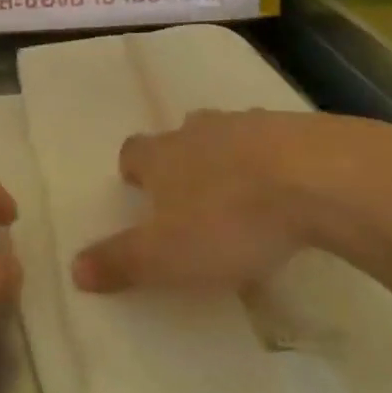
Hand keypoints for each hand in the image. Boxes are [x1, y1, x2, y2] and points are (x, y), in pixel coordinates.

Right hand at [71, 111, 391, 293]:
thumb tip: (73, 268)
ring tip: (243, 191)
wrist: (318, 180)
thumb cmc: (229, 221)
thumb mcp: (165, 256)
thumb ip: (119, 261)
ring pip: (229, 134)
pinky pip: (276, 142)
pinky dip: (275, 160)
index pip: (133, 151)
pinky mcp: (299, 129)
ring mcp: (251, 124)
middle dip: (182, 158)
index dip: (133, 169)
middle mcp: (201, 131)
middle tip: (191, 191)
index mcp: (164, 156)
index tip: (138, 189)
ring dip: (229, 156)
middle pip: (181, 135)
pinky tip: (290, 189)